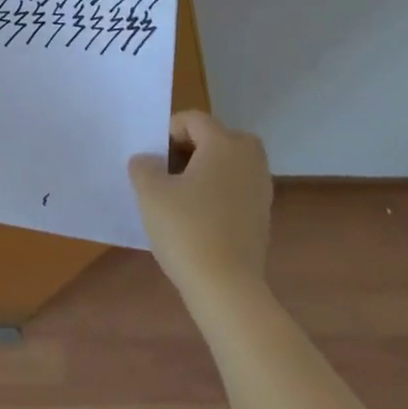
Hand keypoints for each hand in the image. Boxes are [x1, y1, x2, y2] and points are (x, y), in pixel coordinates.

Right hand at [129, 110, 273, 300]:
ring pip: (232, 164)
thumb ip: (144, 167)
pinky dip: (221, 193)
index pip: (195, 120)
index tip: (153, 156)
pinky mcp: (263, 217)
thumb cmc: (186, 230)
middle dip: (194, 147)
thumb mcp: (150, 193)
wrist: (227, 288)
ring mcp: (261, 189)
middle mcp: (248, 160)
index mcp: (224, 144)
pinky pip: (238, 189)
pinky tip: (199, 218)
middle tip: (170, 169)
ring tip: (182, 194)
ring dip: (208, 170)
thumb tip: (147, 160)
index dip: (169, 131)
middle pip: (220, 137)